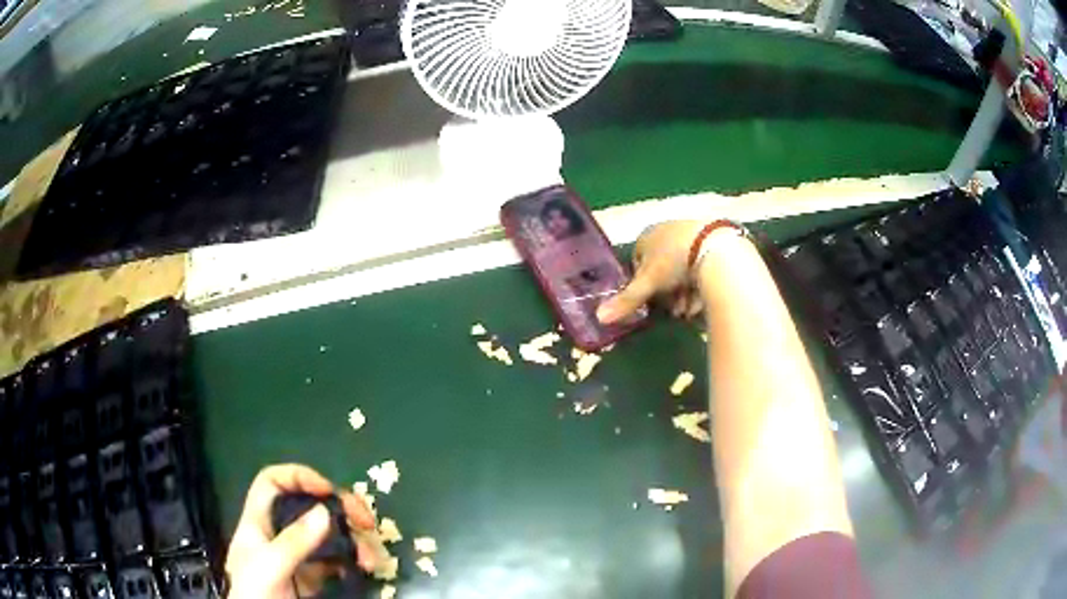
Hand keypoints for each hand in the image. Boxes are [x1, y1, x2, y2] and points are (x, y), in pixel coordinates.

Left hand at [226, 464, 376, 598]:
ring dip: (355, 541)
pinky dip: (354, 561)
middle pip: (309, 505)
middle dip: (341, 508)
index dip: (298, 477)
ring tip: (371, 560)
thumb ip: (294, 541)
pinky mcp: (313, 576)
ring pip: (329, 534)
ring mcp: (298, 555)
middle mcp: (279, 533)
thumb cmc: (255, 593)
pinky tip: (365, 570)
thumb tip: (325, 510)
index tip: (328, 490)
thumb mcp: (270, 566)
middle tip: (367, 521)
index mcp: (259, 522)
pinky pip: (337, 560)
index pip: (273, 483)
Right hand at [597, 220, 706, 324]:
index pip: (638, 261)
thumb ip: (627, 301)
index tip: (651, 300)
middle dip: (668, 293)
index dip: (643, 284)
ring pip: (683, 270)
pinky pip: (701, 266)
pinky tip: (704, 299)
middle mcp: (667, 231)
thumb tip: (598, 318)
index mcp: (647, 235)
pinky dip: (701, 284)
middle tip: (674, 311)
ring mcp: (691, 233)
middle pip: (663, 269)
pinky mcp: (713, 241)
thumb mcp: (648, 284)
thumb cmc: (674, 262)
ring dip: (684, 293)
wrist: (716, 249)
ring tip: (690, 310)